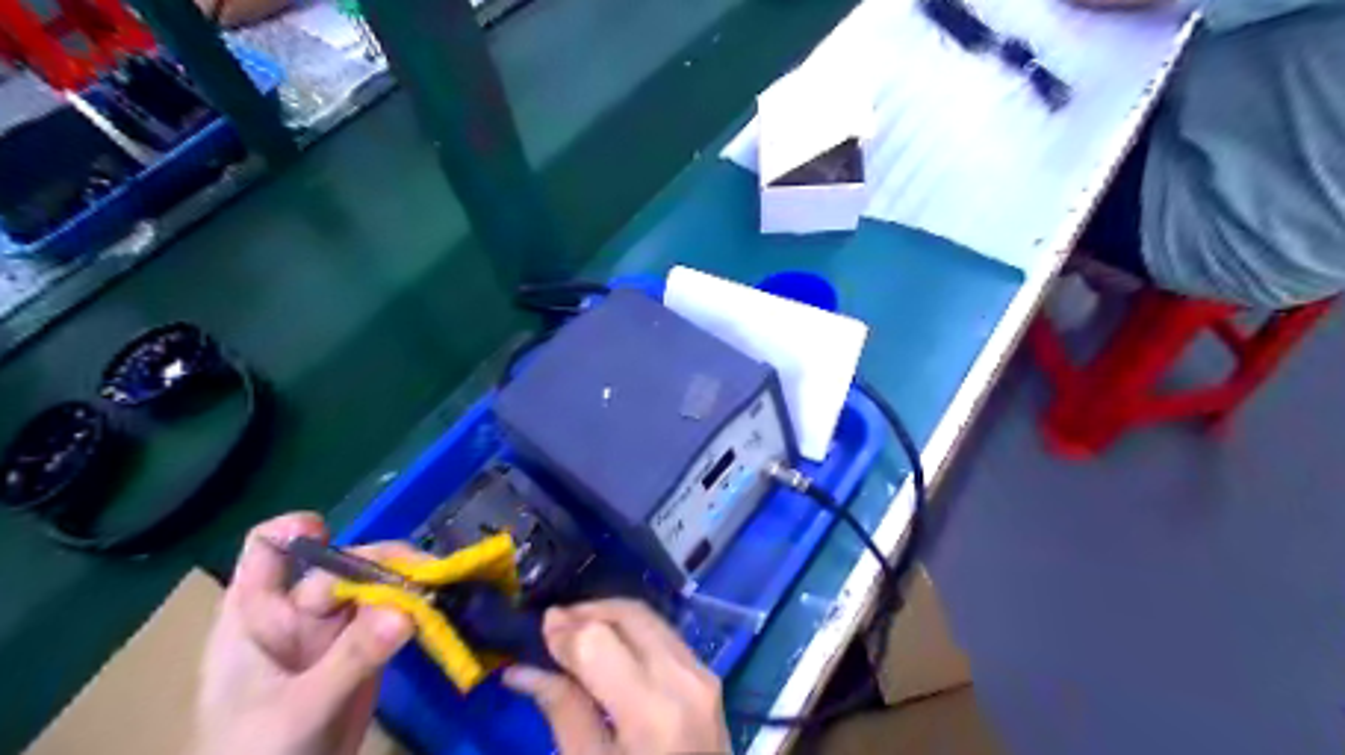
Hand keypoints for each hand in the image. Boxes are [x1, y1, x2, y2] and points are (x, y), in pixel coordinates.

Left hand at [189, 513, 416, 753]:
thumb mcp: (301, 708)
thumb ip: (352, 659)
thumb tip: (406, 611)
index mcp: (256, 617)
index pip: (268, 551)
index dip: (296, 532)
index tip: (334, 535)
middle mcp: (298, 612)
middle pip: (341, 564)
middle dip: (380, 563)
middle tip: (423, 577)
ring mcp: (335, 628)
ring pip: (374, 585)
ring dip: (406, 584)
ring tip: (437, 593)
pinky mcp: (366, 646)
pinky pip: (394, 613)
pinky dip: (417, 608)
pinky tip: (439, 610)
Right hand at [505, 600, 729, 751]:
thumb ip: (562, 711)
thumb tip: (521, 669)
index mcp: (652, 711)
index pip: (599, 640)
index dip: (565, 630)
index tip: (538, 630)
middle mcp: (683, 678)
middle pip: (629, 615)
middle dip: (587, 612)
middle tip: (552, 626)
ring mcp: (702, 673)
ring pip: (649, 618)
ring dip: (609, 616)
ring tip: (575, 633)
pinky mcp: (708, 675)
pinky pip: (664, 634)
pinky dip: (632, 630)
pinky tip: (609, 646)